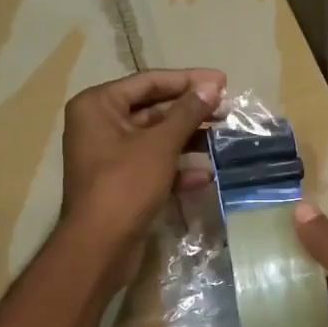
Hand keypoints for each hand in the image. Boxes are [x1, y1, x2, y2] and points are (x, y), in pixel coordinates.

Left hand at [60, 69, 224, 276]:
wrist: (100, 246)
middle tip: (228, 110)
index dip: (188, 80)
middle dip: (192, 112)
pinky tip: (206, 175)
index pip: (149, 82)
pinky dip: (178, 168)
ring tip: (224, 139)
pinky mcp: (121, 182)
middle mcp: (100, 124)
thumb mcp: (160, 144)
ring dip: (189, 140)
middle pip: (154, 109)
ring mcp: (110, 155)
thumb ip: (188, 112)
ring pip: (156, 139)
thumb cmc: (126, 185)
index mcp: (98, 105)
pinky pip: (153, 165)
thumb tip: (212, 86)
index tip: (223, 81)